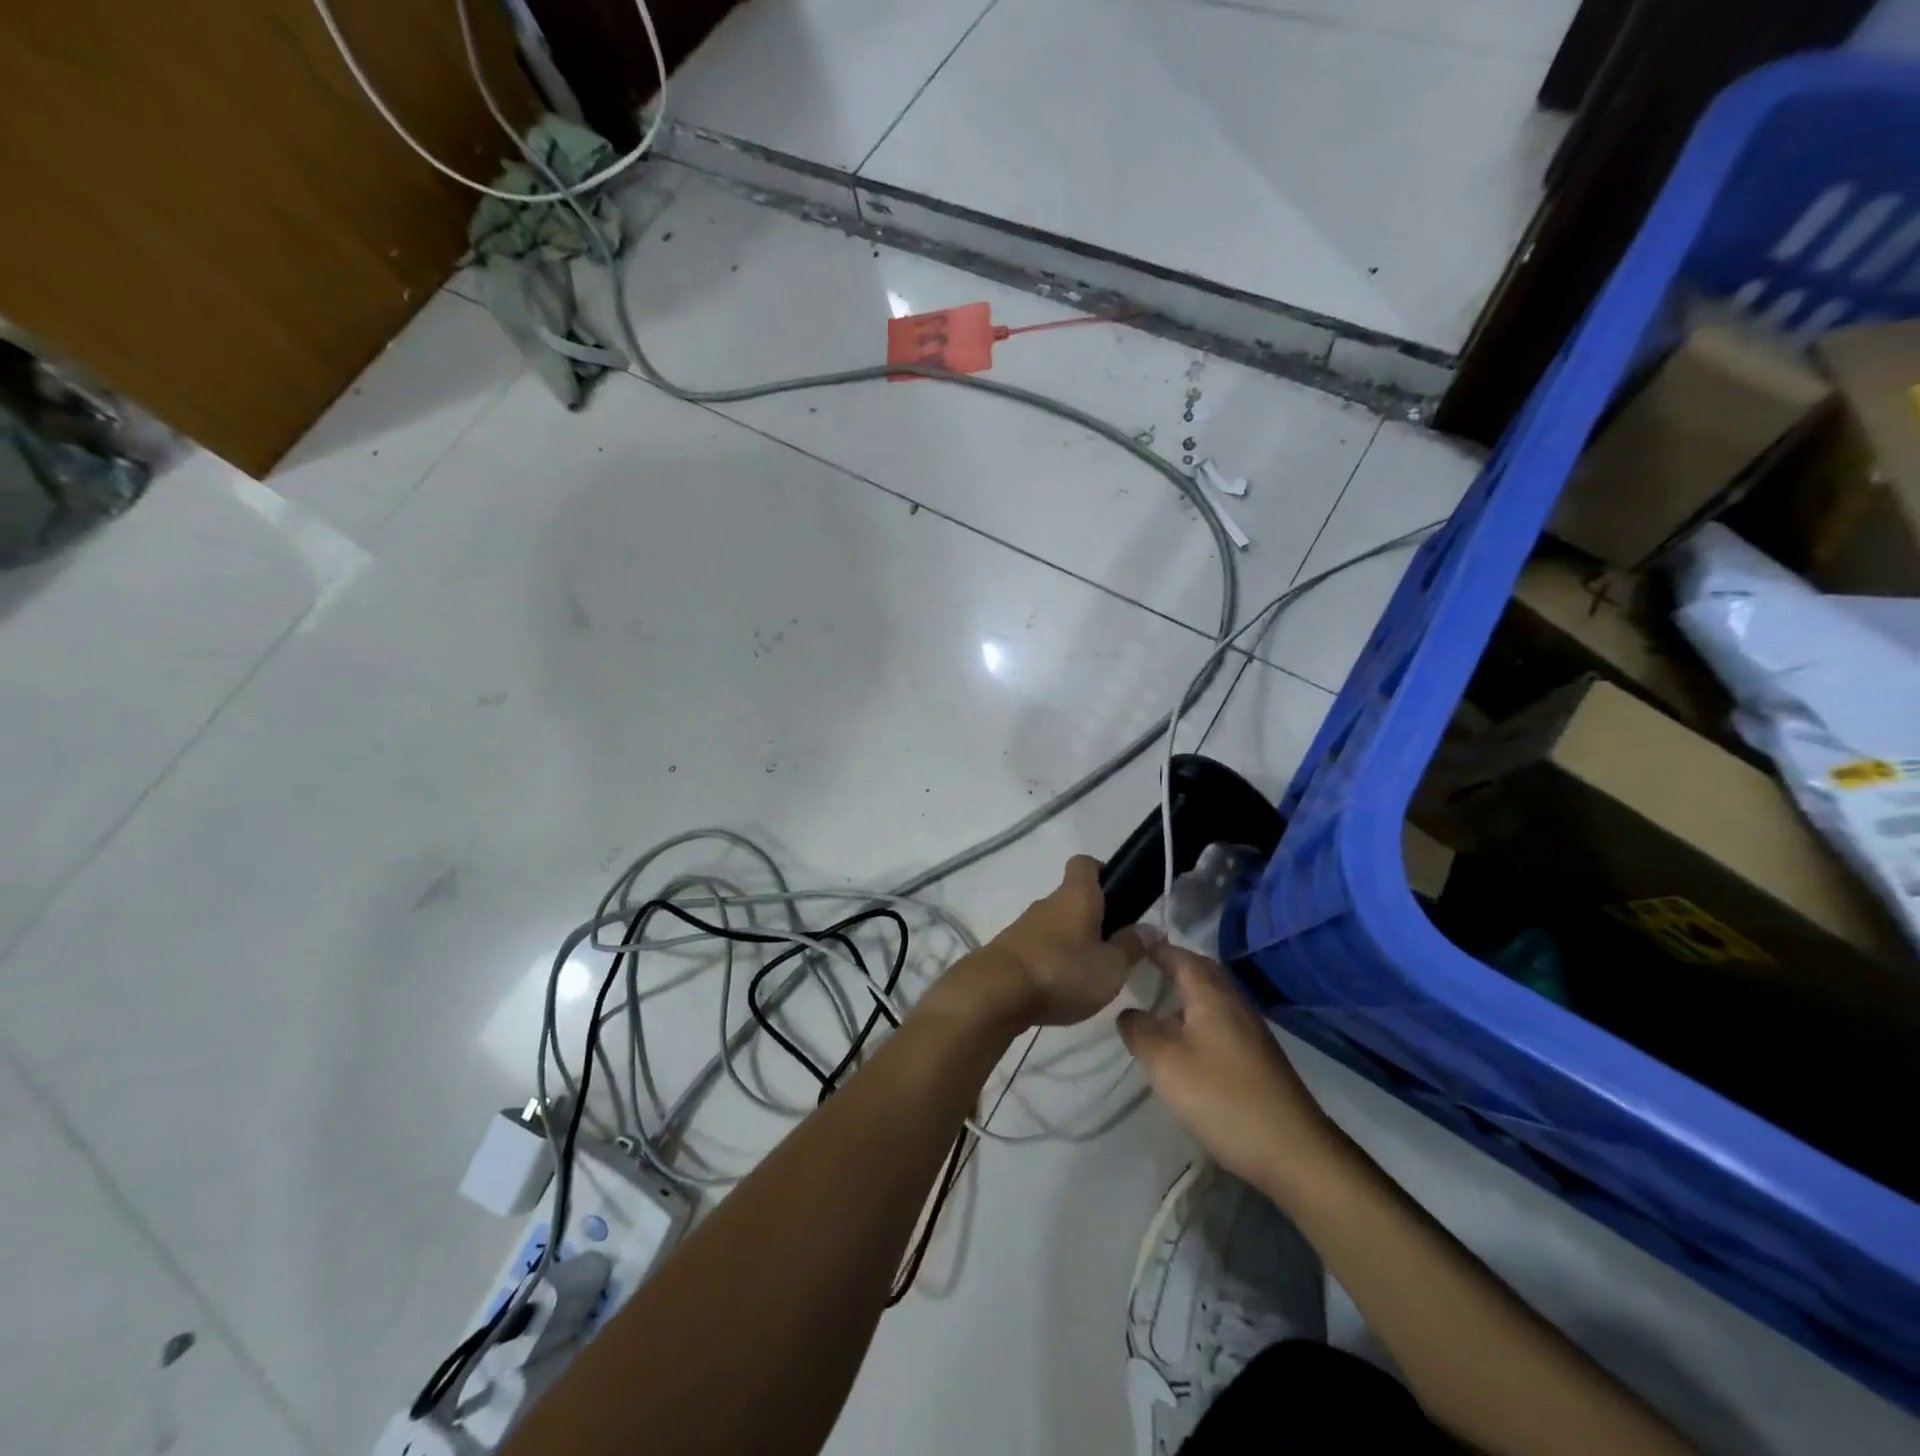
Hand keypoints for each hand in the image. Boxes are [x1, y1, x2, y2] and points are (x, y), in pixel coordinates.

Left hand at [937, 856, 1149, 1031]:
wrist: (995, 993)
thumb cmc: (1062, 971)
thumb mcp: (1110, 966)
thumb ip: (1131, 947)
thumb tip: (1151, 929)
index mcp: (1076, 896)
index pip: (1085, 864)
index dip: (1102, 871)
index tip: (1119, 893)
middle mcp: (1048, 903)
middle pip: (1072, 898)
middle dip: (1092, 918)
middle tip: (1114, 948)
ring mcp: (1024, 926)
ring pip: (1055, 925)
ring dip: (1071, 942)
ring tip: (1089, 975)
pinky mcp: (1009, 950)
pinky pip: (1038, 947)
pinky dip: (1052, 961)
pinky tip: (1060, 988)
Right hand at [1117, 943, 1342, 1194]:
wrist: (1293, 1151)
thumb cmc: (1221, 1096)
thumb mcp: (1164, 1062)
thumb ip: (1139, 1030)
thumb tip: (1128, 1012)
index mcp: (1211, 994)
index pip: (1179, 955)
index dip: (1155, 948)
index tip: (1130, 946)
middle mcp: (1234, 1002)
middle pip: (1201, 972)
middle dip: (1174, 966)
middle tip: (1144, 970)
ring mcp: (1251, 1030)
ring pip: (1213, 998)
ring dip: (1187, 995)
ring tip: (1157, 1006)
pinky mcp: (1258, 1057)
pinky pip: (1222, 1021)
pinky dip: (1199, 1019)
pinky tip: (1186, 1044)